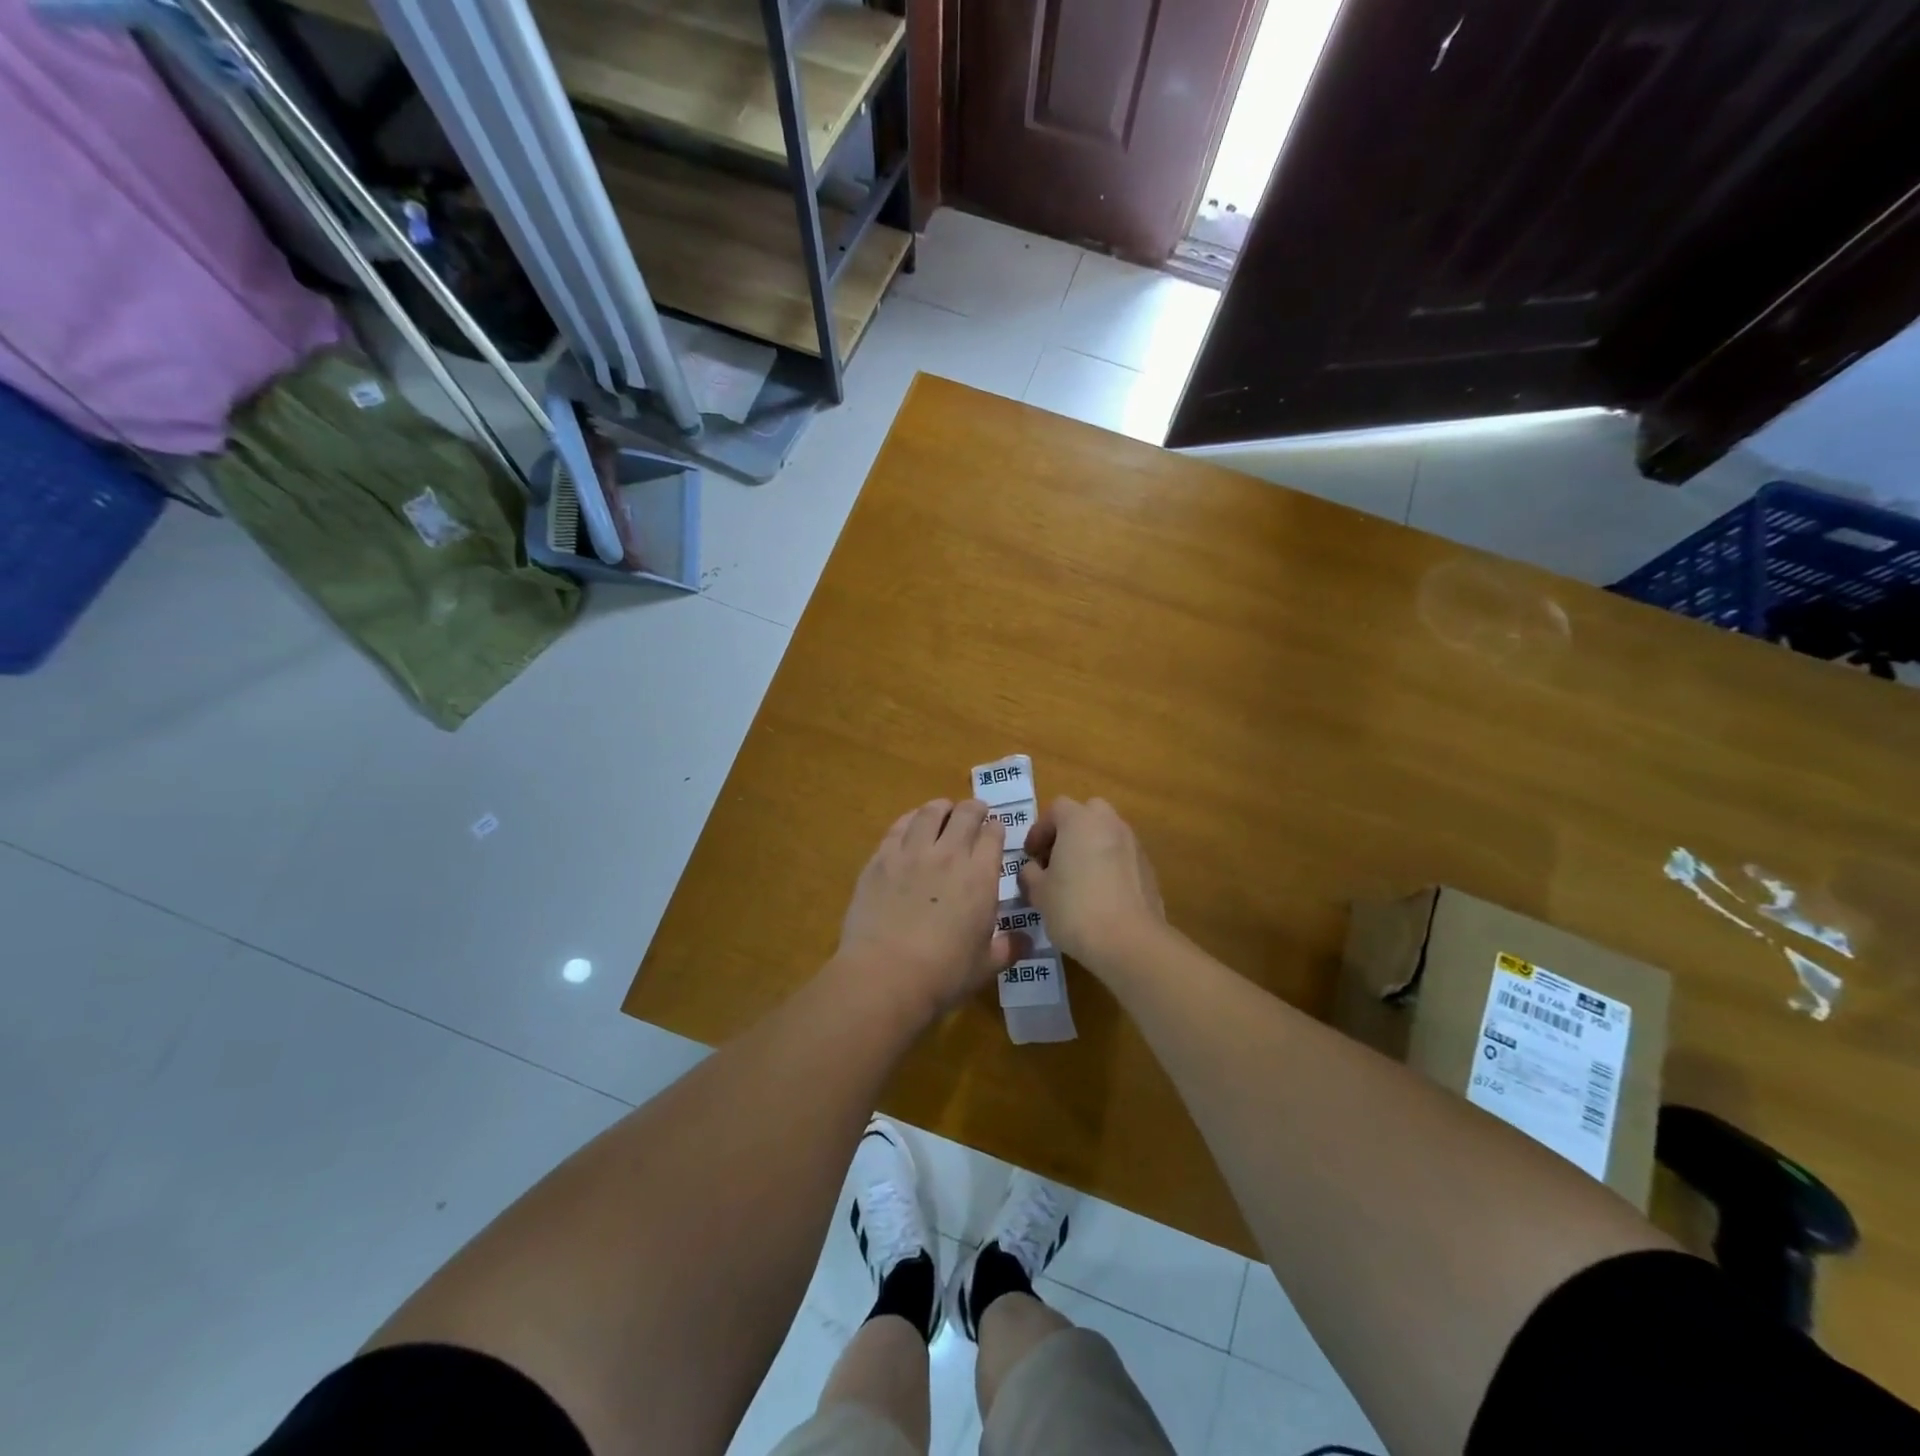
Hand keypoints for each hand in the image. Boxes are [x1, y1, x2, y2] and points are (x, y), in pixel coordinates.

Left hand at [835, 798, 1022, 1023]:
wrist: (885, 975)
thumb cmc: (943, 975)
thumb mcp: (985, 966)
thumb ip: (1008, 948)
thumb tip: (1027, 941)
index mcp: (980, 877)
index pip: (993, 836)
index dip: (996, 828)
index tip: (996, 829)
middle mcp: (949, 855)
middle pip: (965, 814)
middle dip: (974, 809)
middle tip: (975, 812)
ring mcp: (911, 853)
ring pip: (930, 813)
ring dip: (942, 808)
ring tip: (943, 810)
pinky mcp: (880, 859)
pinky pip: (898, 827)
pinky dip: (910, 819)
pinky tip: (911, 824)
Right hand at [1019, 797, 1166, 969]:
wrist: (1129, 941)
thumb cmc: (1075, 908)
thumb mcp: (1039, 892)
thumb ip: (1031, 873)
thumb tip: (1033, 869)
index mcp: (1080, 820)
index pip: (1056, 809)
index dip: (1039, 830)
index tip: (1031, 856)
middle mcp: (1110, 823)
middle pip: (1087, 814)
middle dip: (1070, 832)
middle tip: (1056, 859)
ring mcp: (1134, 844)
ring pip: (1107, 835)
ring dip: (1091, 848)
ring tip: (1077, 880)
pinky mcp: (1148, 868)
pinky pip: (1122, 857)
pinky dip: (1109, 866)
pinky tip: (1100, 895)